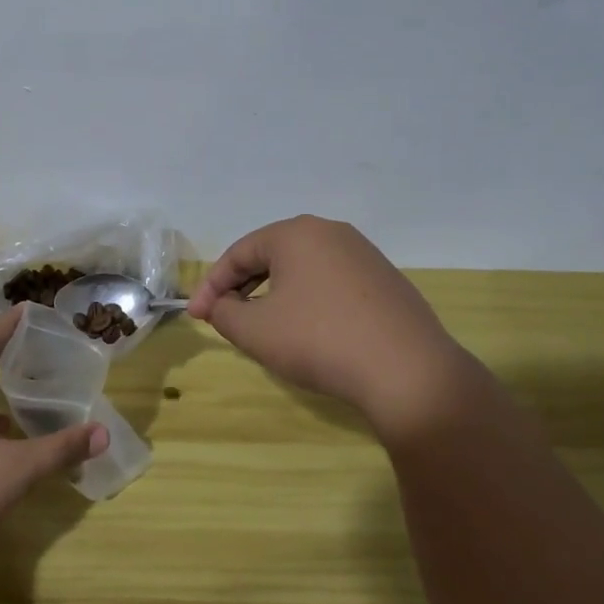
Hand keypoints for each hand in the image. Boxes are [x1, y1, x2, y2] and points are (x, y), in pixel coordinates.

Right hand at [188, 215, 503, 445]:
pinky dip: (309, 302)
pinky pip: (332, 284)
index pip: (239, 253)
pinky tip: (309, 332)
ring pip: (303, 270)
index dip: (211, 286)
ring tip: (264, 327)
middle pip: (271, 256)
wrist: (407, 370)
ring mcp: (364, 255)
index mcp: (296, 233)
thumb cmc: (318, 340)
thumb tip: (221, 306)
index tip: (196, 317)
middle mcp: (331, 232)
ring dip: (275, 295)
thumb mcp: (255, 331)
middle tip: (225, 319)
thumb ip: (224, 313)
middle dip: (242, 287)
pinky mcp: (386, 281)